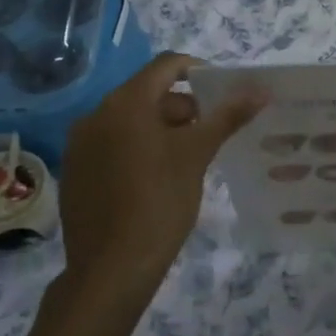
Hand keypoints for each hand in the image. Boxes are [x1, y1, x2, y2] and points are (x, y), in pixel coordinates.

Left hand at [57, 52, 265, 307]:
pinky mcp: (76, 171)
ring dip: (162, 129)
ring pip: (130, 120)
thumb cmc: (160, 203)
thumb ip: (228, 116)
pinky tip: (156, 179)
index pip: (167, 65)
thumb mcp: (198, 155)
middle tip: (209, 135)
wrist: (111, 270)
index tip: (222, 95)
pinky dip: (138, 148)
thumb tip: (260, 89)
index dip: (199, 71)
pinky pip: (112, 144)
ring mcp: (80, 144)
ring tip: (187, 160)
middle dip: (183, 107)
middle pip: (148, 93)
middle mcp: (95, 114)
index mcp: (125, 103)